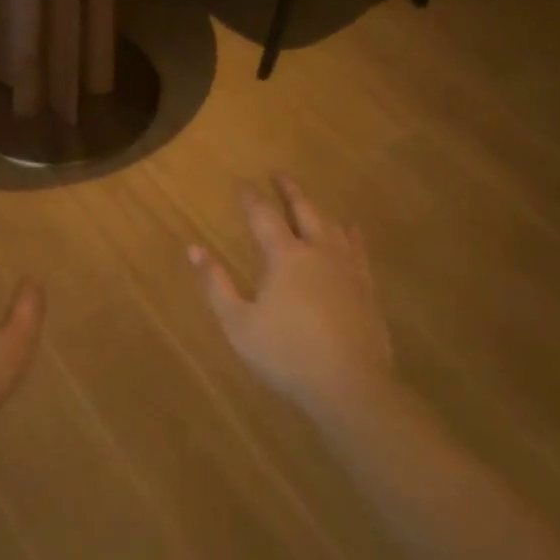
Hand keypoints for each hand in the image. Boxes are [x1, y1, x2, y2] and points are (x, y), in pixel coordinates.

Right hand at [189, 176, 394, 424]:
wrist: (350, 385)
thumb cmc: (286, 354)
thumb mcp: (238, 323)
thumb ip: (216, 284)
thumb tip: (194, 249)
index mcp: (284, 257)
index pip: (263, 217)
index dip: (251, 198)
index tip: (242, 183)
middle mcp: (317, 252)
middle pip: (304, 210)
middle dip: (289, 191)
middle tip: (279, 174)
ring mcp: (347, 269)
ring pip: (332, 225)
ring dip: (317, 207)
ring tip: (309, 198)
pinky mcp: (365, 288)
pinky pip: (358, 248)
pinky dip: (351, 233)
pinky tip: (351, 229)